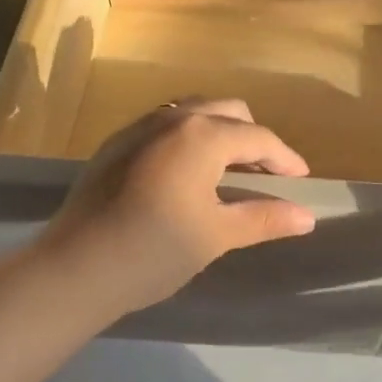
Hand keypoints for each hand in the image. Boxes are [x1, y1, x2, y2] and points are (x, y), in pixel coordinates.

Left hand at [43, 98, 315, 314]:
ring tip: (228, 170)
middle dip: (253, 138)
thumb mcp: (216, 235)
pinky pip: (166, 125)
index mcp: (203, 135)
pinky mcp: (116, 142)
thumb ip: (264, 219)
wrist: (74, 269)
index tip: (302, 179)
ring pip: (195, 112)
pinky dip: (189, 138)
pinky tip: (186, 173)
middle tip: (266, 174)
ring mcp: (140, 126)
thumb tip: (308, 218)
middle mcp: (173, 118)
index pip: (258, 138)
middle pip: (229, 111)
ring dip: (220, 132)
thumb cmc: (154, 251)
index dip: (285, 158)